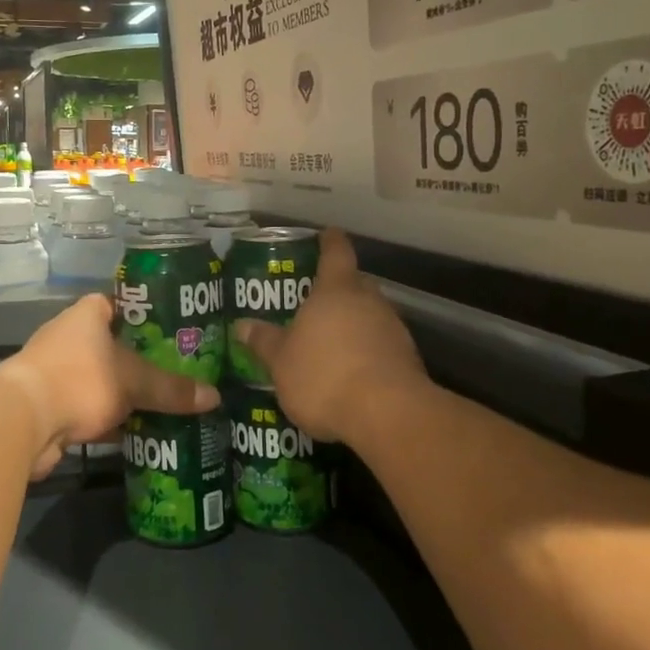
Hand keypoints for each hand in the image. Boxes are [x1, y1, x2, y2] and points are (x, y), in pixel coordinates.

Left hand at [0, 295, 219, 478]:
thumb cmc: (80, 380)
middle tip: (182, 370)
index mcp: (87, 315)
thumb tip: (215, 398)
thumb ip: (172, 389)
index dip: (147, 314)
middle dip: (145, 360)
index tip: (176, 329)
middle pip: (115, 345)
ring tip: (169, 402)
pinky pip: (93, 409)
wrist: (22, 423)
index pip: (121, 303)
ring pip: (105, 380)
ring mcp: (59, 373)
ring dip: (129, 394)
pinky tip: (143, 431)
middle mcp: (70, 338)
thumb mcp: (134, 382)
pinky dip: (114, 420)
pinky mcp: (54, 407)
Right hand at [231, 228, 425, 444]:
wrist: (388, 415)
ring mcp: (393, 329)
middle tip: (314, 301)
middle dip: (337, 290)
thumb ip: (263, 342)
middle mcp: (369, 301)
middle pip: (355, 284)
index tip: (326, 234)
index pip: (335, 252)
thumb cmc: (325, 375)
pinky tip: (350, 372)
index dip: (330, 241)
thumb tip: (242, 326)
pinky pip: (381, 345)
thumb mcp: (281, 362)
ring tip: (329, 343)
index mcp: (336, 291)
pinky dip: (366, 352)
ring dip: (353, 324)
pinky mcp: (408, 359)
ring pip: (370, 315)